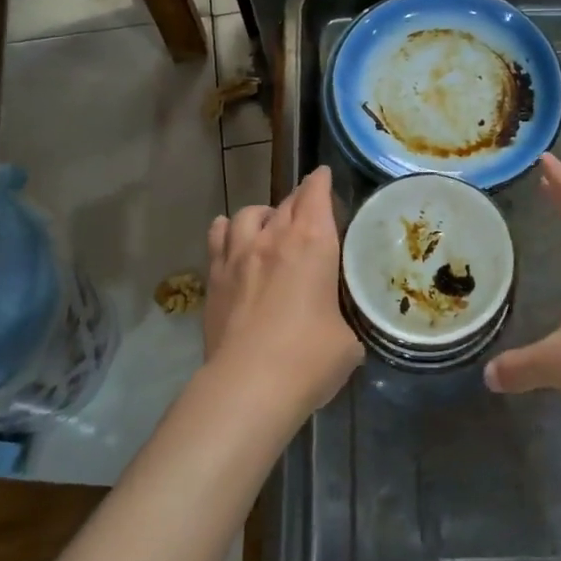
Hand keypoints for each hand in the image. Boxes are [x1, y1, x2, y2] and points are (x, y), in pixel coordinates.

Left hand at [204, 165, 362, 416]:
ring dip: (263, 214)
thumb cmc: (309, 359)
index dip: (321, 182)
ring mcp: (238, 255)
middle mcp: (274, 238)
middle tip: (308, 207)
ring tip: (269, 226)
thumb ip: (344, 320)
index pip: (316, 195)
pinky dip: (228, 231)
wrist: (248, 384)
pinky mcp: (214, 276)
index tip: (324, 176)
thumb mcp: (347, 341)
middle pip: (287, 202)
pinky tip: (234, 242)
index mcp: (313, 243)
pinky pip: (218, 236)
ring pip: (248, 213)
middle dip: (300, 199)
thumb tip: (340, 328)